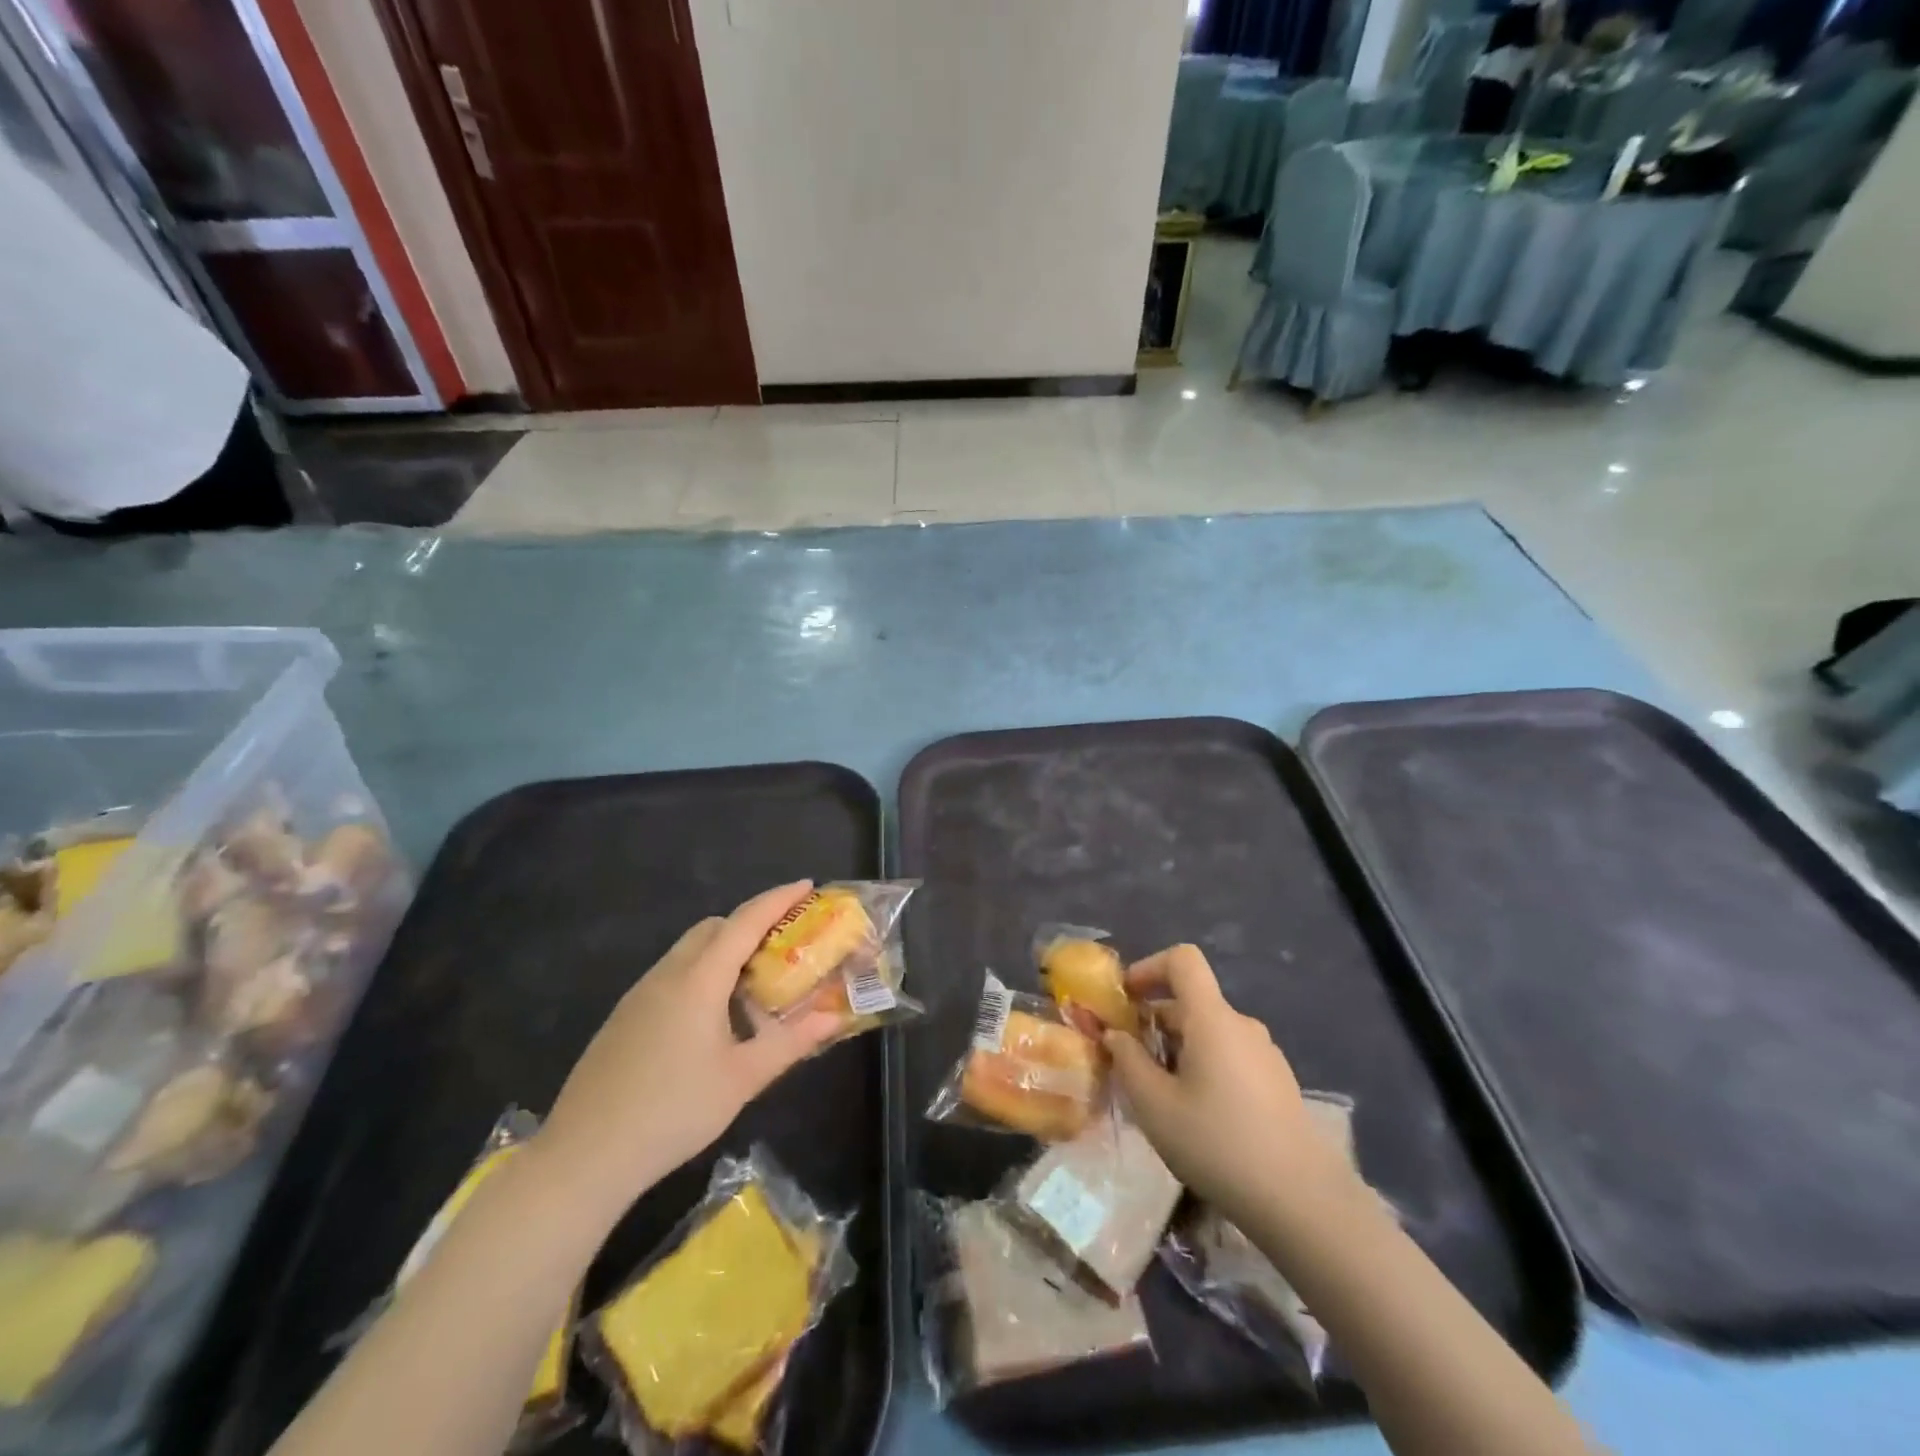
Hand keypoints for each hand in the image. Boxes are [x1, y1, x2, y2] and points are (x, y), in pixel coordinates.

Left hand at [534, 882, 842, 1216]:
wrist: (584, 1156)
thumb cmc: (673, 1111)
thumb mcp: (742, 1079)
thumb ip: (791, 1043)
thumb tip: (834, 1018)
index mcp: (699, 980)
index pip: (744, 921)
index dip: (777, 899)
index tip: (806, 885)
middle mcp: (668, 974)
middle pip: (713, 928)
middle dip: (751, 923)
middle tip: (785, 944)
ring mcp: (640, 995)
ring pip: (689, 950)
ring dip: (724, 950)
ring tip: (754, 984)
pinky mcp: (624, 1017)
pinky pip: (671, 975)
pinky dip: (701, 973)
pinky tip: (711, 1018)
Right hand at [1104, 944, 1352, 1226]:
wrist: (1303, 1203)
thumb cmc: (1218, 1144)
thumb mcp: (1155, 1105)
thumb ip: (1127, 1061)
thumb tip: (1115, 1035)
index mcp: (1212, 1018)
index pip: (1183, 960)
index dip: (1149, 967)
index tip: (1126, 999)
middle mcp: (1241, 1026)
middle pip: (1191, 1003)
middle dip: (1154, 1023)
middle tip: (1128, 1064)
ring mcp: (1265, 1055)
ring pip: (1209, 1033)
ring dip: (1177, 1050)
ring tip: (1159, 1097)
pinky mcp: (1277, 1084)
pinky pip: (1229, 1057)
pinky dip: (1203, 1068)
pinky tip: (1195, 1117)